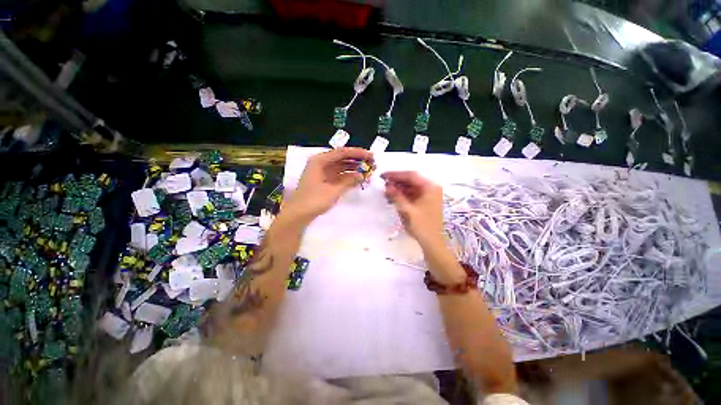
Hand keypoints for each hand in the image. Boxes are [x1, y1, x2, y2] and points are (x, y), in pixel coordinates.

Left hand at [284, 147, 373, 223]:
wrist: (298, 214)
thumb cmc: (313, 200)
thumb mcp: (333, 190)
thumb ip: (348, 181)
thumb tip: (362, 175)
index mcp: (320, 161)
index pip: (342, 153)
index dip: (357, 153)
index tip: (371, 155)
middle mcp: (321, 163)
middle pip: (342, 158)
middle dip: (357, 160)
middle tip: (372, 163)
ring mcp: (322, 173)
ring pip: (341, 167)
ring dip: (354, 168)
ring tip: (368, 170)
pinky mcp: (324, 181)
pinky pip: (339, 175)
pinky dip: (348, 176)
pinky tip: (358, 178)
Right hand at [382, 171, 443, 245]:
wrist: (434, 243)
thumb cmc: (422, 226)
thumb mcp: (407, 211)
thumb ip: (396, 196)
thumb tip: (387, 186)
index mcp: (430, 188)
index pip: (411, 176)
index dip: (396, 174)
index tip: (383, 175)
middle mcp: (432, 188)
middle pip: (412, 180)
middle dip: (397, 182)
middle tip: (383, 183)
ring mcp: (430, 195)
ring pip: (412, 187)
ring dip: (400, 188)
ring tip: (387, 191)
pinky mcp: (427, 202)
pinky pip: (414, 194)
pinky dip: (404, 195)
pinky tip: (394, 197)